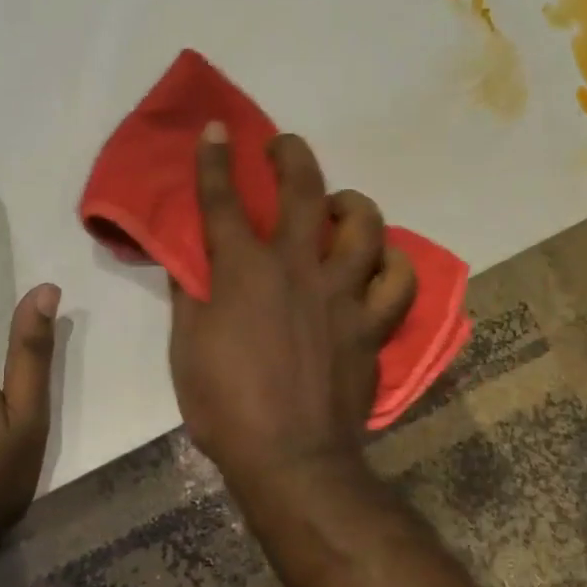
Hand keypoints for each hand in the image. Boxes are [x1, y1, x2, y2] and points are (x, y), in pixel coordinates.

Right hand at [169, 124, 415, 499]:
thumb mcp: (188, 349)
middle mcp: (298, 269)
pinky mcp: (372, 324)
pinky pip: (398, 281)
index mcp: (245, 272)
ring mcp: (343, 294)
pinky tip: (380, 262)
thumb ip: (190, 296)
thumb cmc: (226, 406)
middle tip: (284, 146)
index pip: (223, 202)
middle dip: (292, 155)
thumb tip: (190, 260)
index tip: (217, 130)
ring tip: (340, 207)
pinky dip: (393, 265)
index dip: (215, 162)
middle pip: (303, 191)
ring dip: (352, 204)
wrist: (290, 456)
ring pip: (365, 226)